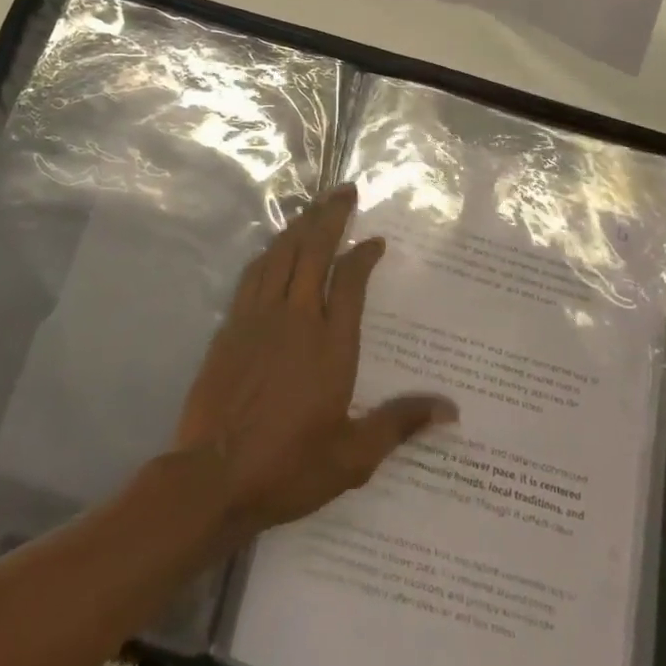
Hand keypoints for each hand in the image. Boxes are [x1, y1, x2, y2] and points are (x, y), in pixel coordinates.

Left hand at [172, 183, 456, 542]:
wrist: (214, 475)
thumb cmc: (289, 466)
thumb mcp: (354, 456)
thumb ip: (400, 423)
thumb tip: (451, 409)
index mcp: (331, 344)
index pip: (351, 281)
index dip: (364, 255)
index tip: (375, 240)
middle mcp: (296, 317)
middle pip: (314, 251)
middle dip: (331, 216)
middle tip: (344, 190)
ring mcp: (259, 316)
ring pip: (282, 254)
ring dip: (300, 226)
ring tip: (314, 206)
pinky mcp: (232, 324)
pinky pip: (254, 273)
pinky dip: (270, 252)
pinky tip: (275, 247)